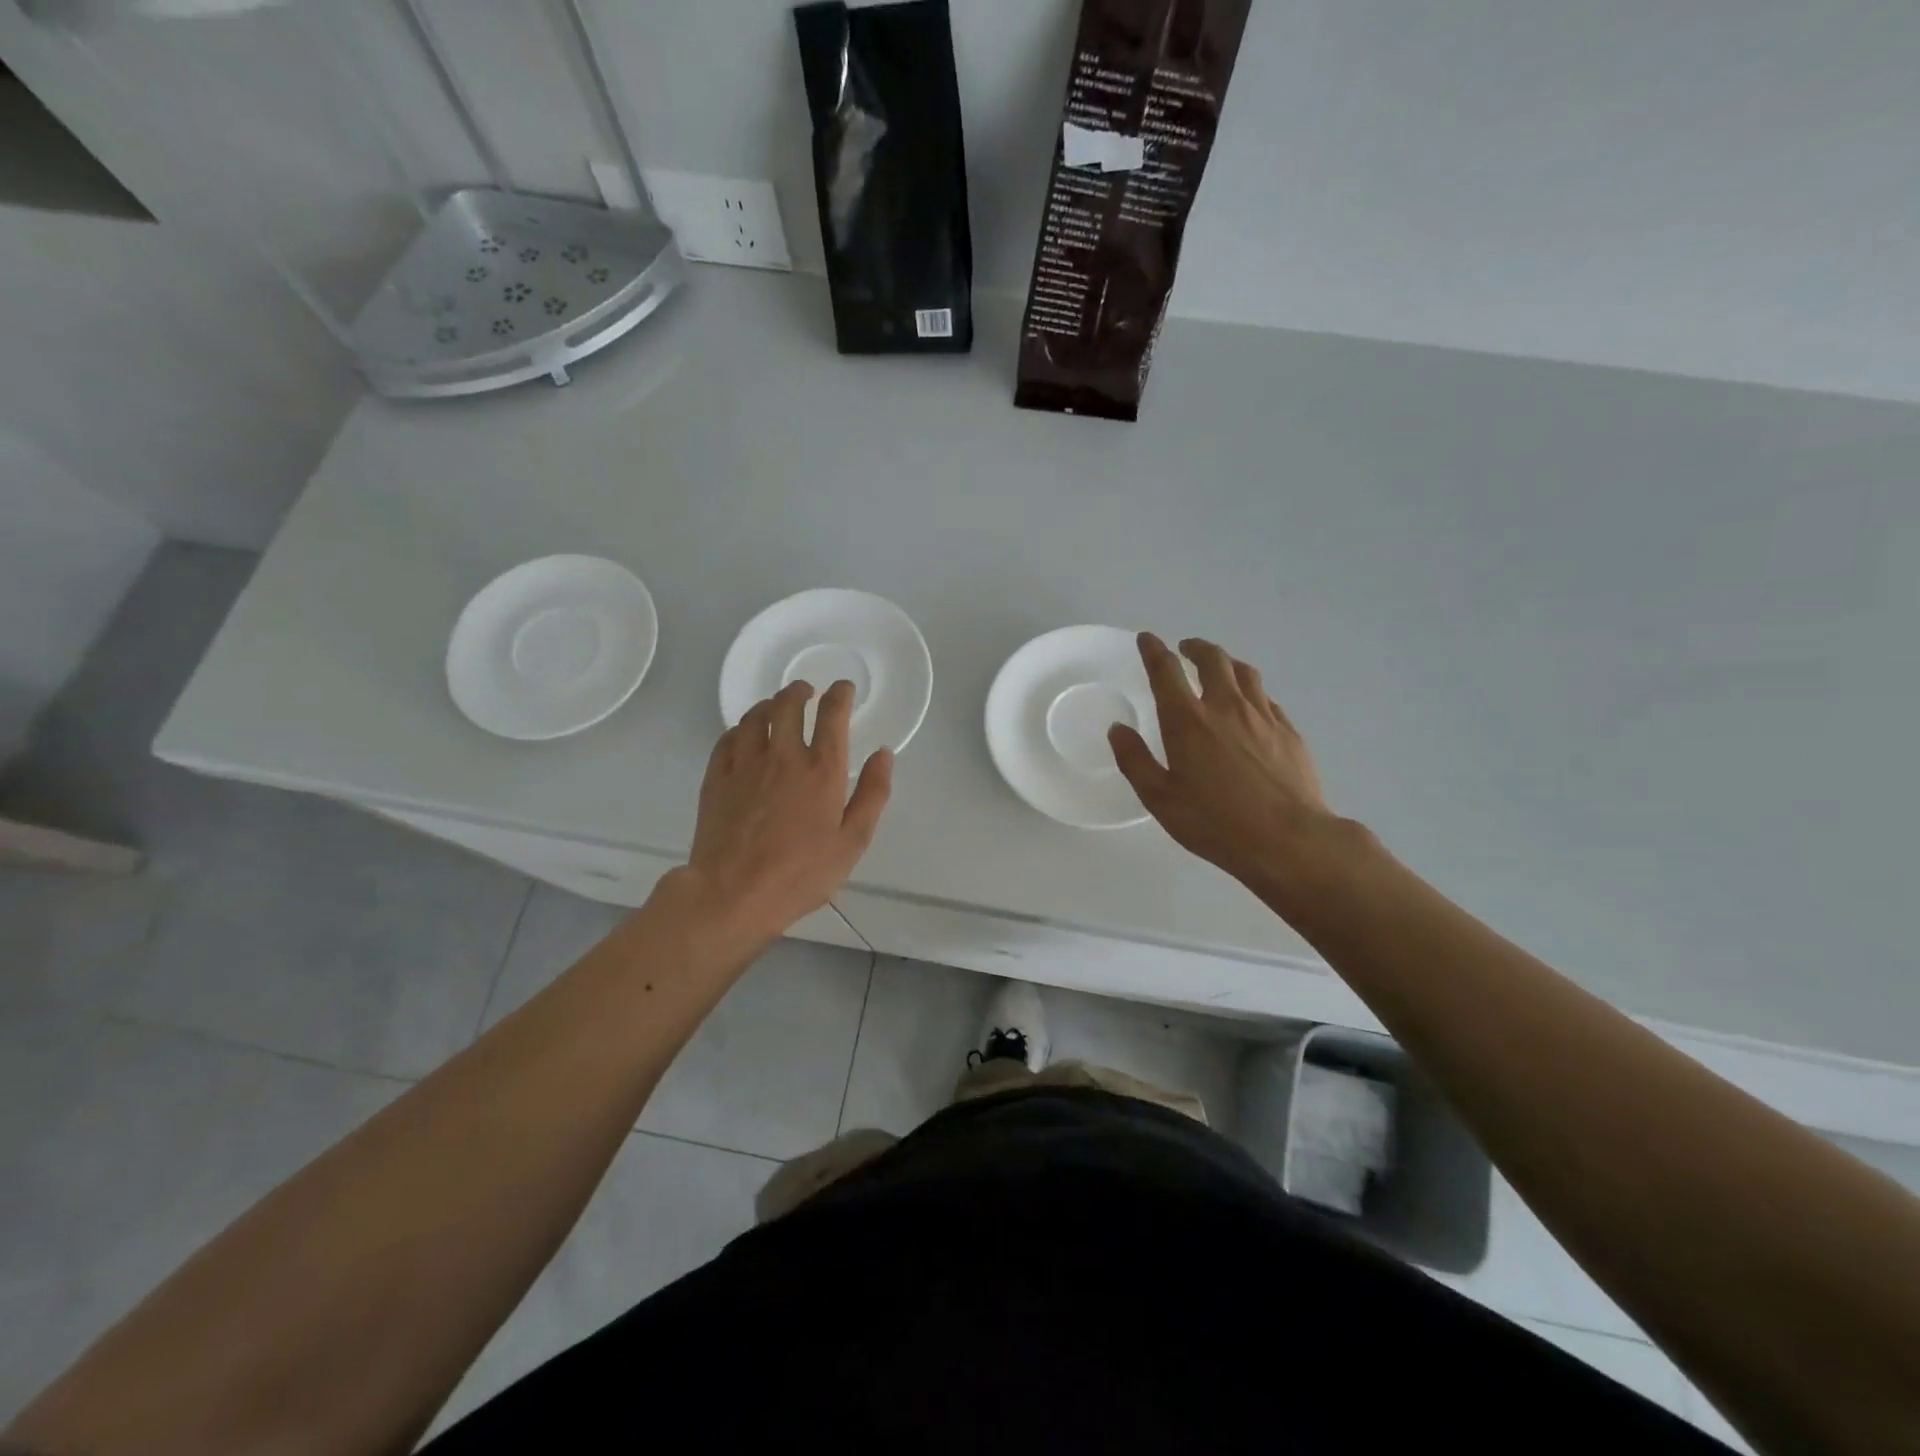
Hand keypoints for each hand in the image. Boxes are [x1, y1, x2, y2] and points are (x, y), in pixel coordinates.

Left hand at [683, 679, 892, 946]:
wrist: (732, 893)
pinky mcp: (717, 778)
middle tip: (806, 691)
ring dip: (769, 704)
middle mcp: (784, 756)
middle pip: (789, 704)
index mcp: (822, 770)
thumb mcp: (852, 842)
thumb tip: (883, 754)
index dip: (840, 694)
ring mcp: (745, 764)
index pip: (832, 715)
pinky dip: (741, 729)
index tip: (843, 688)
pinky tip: (744, 735)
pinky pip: (728, 739)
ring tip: (775, 707)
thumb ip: (872, 794)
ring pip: (756, 716)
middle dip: (800, 691)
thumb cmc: (801, 874)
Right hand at [1109, 633, 1338, 897]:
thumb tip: (1118, 729)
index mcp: (1187, 720)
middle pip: (1212, 659)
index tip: (1147, 639)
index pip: (1166, 670)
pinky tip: (1250, 705)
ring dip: (1226, 663)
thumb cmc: (1214, 822)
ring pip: (1244, 672)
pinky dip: (1251, 691)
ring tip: (1218, 668)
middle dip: (1195, 648)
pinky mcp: (1288, 730)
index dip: (1154, 650)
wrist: (1288, 839)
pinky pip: (1266, 697)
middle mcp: (1225, 706)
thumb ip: (1134, 760)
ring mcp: (1262, 716)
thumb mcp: (1160, 798)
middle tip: (1185, 649)